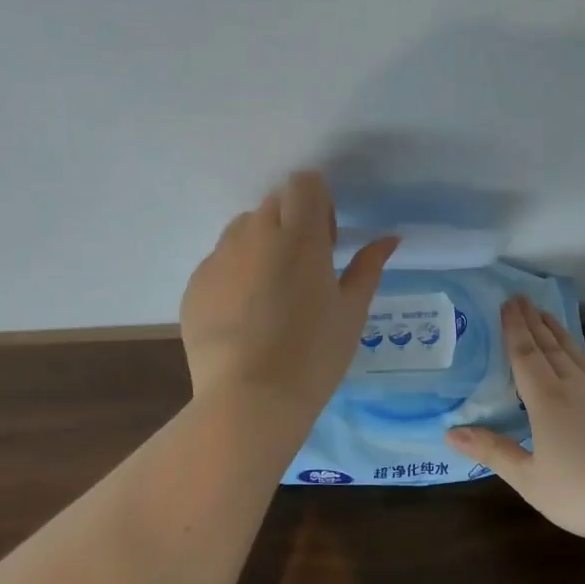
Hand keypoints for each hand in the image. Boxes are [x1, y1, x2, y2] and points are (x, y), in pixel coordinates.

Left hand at [180, 172, 398, 421]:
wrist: (249, 400)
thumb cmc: (314, 355)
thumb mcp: (352, 311)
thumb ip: (368, 266)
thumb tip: (389, 238)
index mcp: (300, 237)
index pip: (304, 183)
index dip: (318, 203)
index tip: (326, 239)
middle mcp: (255, 235)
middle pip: (274, 203)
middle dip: (292, 221)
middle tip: (304, 268)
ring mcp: (219, 258)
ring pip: (243, 228)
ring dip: (261, 242)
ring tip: (271, 290)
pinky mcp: (195, 283)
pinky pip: (219, 260)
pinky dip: (235, 272)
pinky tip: (245, 314)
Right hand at [447, 296, 584, 544]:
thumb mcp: (531, 480)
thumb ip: (494, 452)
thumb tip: (451, 431)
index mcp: (547, 400)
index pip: (525, 354)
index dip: (514, 328)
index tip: (507, 303)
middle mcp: (577, 386)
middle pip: (551, 347)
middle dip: (534, 322)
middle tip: (522, 299)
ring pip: (579, 355)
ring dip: (562, 334)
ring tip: (550, 317)